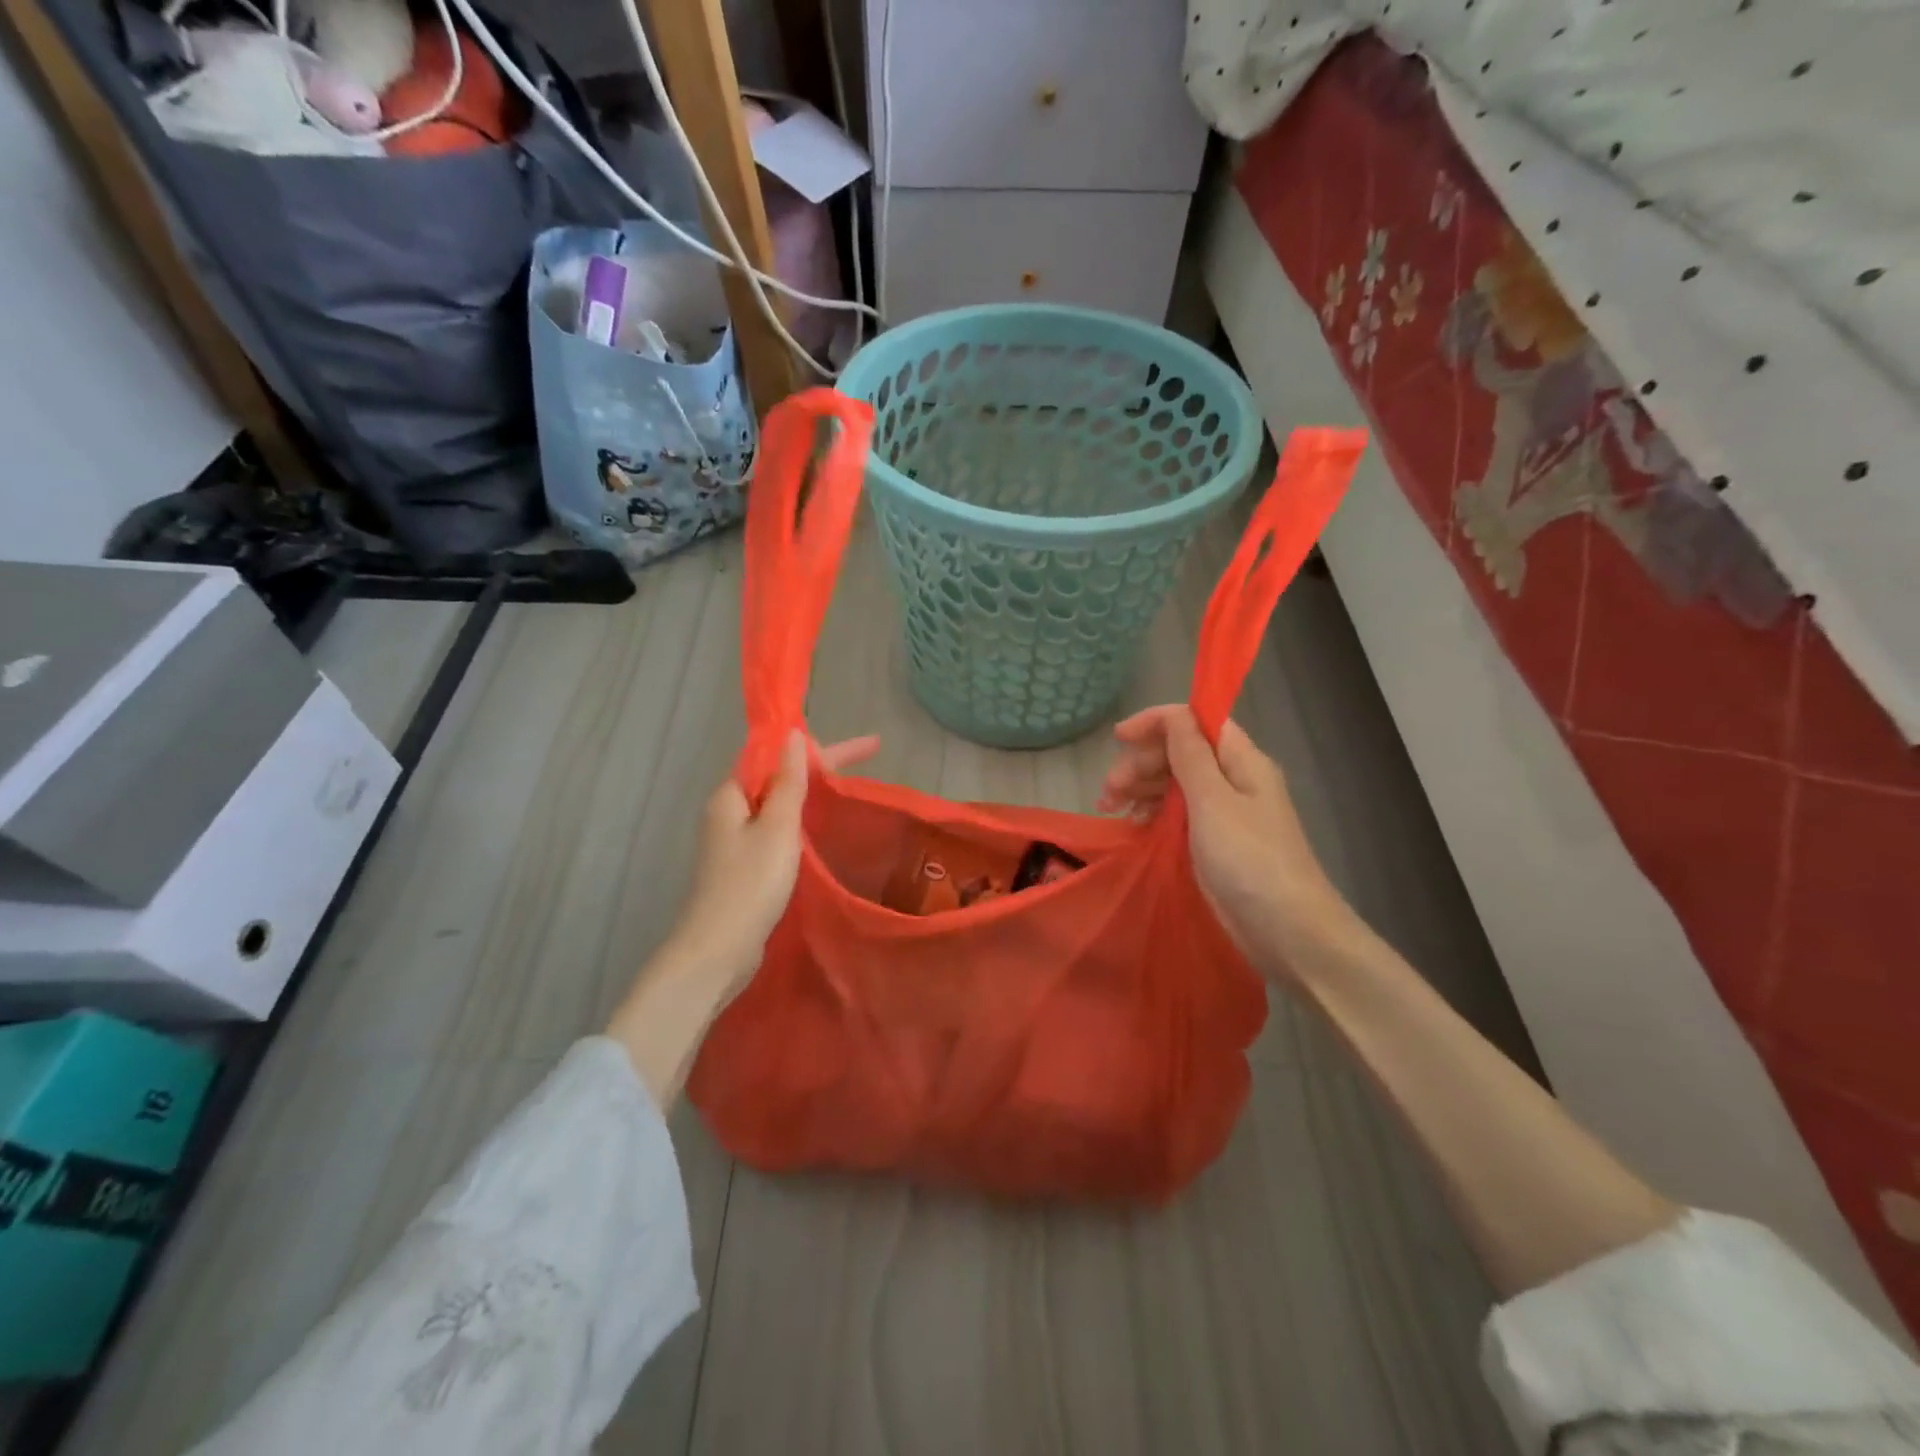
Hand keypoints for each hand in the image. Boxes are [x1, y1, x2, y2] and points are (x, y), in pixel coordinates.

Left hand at [664, 729, 880, 992]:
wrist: (718, 952)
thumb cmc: (749, 885)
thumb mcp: (777, 828)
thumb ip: (788, 781)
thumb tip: (794, 734)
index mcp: (732, 795)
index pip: (779, 755)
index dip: (822, 748)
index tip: (867, 748)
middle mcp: (731, 812)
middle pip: (780, 778)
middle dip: (823, 769)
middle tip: (870, 763)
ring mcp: (737, 841)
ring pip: (780, 806)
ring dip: (813, 794)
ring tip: (852, 790)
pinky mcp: (746, 867)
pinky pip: (779, 832)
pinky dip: (803, 823)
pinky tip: (825, 830)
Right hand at [1098, 705, 1352, 978]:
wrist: (1287, 931)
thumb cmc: (1249, 859)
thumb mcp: (1212, 801)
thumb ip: (1189, 755)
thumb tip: (1173, 715)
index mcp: (1241, 760)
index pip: (1196, 720)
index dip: (1156, 723)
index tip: (1117, 740)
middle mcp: (1234, 779)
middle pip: (1181, 751)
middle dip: (1141, 762)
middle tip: (1109, 792)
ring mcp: (1225, 813)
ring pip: (1176, 782)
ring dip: (1141, 787)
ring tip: (1110, 808)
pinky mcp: (1215, 842)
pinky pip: (1178, 813)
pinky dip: (1153, 812)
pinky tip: (1133, 825)